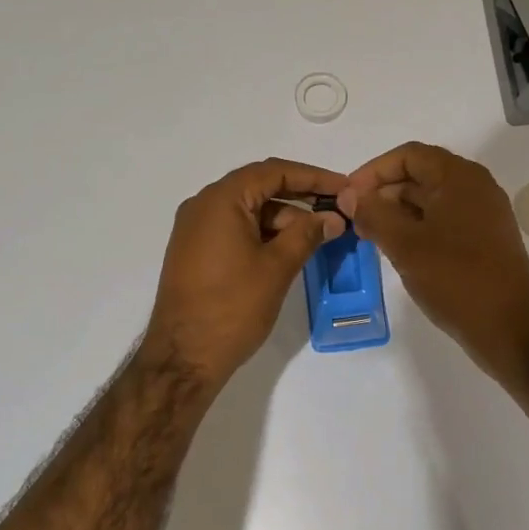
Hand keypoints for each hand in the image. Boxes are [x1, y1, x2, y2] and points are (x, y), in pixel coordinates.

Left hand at [143, 159, 346, 385]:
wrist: (183, 358)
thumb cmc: (232, 308)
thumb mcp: (276, 268)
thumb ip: (307, 235)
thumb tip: (333, 218)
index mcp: (220, 200)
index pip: (273, 171)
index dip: (313, 177)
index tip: (344, 188)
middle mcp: (203, 206)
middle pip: (259, 187)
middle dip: (300, 197)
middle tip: (337, 211)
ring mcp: (195, 230)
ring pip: (248, 210)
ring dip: (283, 218)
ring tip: (320, 236)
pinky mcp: (195, 252)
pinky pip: (235, 229)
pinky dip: (263, 234)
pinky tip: (290, 249)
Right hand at [339, 142, 528, 373]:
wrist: (510, 328)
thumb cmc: (455, 279)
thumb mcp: (405, 245)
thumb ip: (373, 214)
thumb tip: (350, 195)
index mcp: (460, 177)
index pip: (408, 155)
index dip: (373, 171)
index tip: (349, 196)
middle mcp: (475, 187)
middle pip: (420, 174)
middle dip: (384, 192)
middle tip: (355, 219)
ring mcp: (483, 214)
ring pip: (431, 200)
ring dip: (398, 212)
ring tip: (371, 236)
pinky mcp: (485, 239)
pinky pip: (444, 220)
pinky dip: (417, 227)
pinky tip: (398, 250)